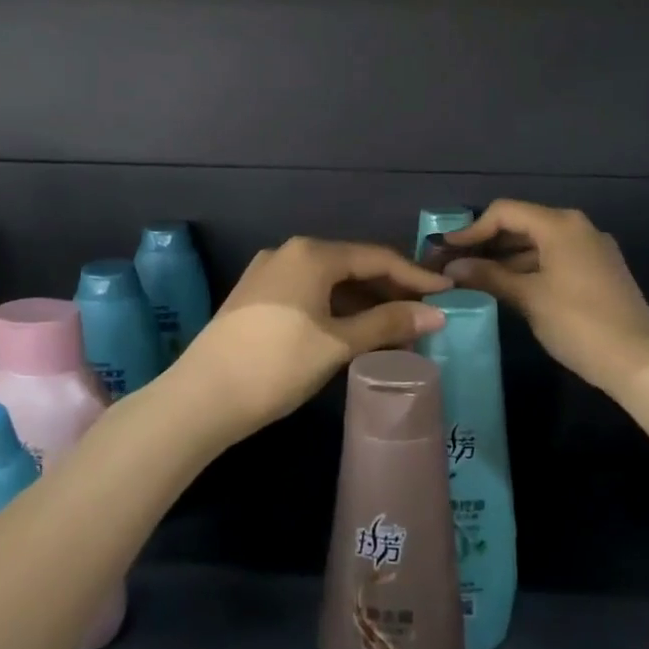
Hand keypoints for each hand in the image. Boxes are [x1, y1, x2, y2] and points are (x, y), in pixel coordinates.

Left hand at [175, 238, 450, 441]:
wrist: (202, 396)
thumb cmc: (278, 363)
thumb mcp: (338, 343)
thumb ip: (388, 323)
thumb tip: (436, 313)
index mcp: (311, 253)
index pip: (376, 257)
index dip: (414, 276)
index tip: (445, 294)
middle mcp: (288, 252)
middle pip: (352, 266)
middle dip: (389, 290)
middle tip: (424, 315)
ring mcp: (267, 274)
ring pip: (329, 282)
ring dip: (363, 303)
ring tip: (396, 328)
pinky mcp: (255, 297)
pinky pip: (308, 294)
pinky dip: (336, 309)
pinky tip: (354, 332)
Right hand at [442, 200, 648, 395]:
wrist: (640, 361)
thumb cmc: (578, 322)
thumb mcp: (529, 297)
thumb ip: (489, 276)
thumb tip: (453, 267)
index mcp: (560, 225)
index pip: (505, 212)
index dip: (472, 229)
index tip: (446, 250)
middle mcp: (577, 228)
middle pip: (522, 224)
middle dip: (487, 242)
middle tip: (456, 264)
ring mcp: (591, 250)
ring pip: (538, 243)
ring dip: (506, 257)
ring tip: (474, 278)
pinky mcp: (598, 271)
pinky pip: (554, 258)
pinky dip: (528, 267)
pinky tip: (507, 287)